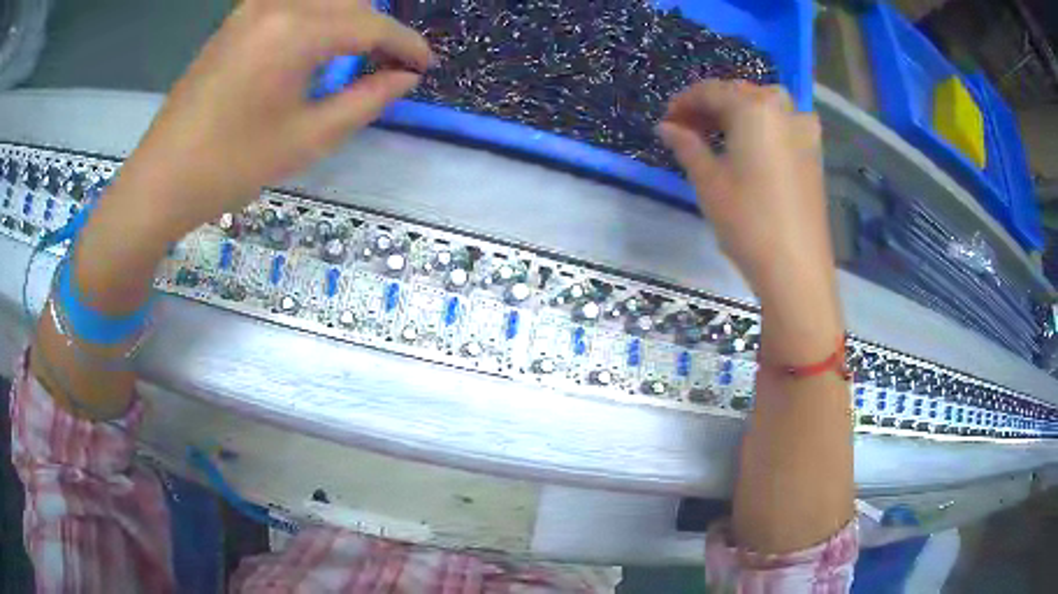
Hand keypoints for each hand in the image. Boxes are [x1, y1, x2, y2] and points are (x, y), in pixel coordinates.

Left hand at [115, 0, 433, 239]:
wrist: (160, 179)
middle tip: (391, 64)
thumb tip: (404, 78)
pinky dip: (317, 18)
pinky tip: (317, 46)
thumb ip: (366, 100)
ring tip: (358, 55)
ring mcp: (252, 8)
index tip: (426, 66)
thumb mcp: (308, 138)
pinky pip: (293, 4)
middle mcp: (278, 5)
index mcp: (296, 31)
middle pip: (351, 0)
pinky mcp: (236, 20)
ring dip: (349, 19)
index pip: (371, 25)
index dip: (407, 44)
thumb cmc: (231, 166)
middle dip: (379, 28)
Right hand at [657, 81, 832, 300]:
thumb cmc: (747, 221)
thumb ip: (686, 145)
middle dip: (711, 105)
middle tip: (689, 129)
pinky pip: (786, 123)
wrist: (796, 267)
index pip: (711, 91)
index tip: (666, 120)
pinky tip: (756, 144)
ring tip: (720, 134)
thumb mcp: (708, 181)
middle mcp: (782, 109)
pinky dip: (765, 125)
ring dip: (740, 111)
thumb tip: (667, 126)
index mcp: (753, 108)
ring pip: (766, 105)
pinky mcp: (815, 153)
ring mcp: (804, 130)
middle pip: (740, 93)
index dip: (684, 103)